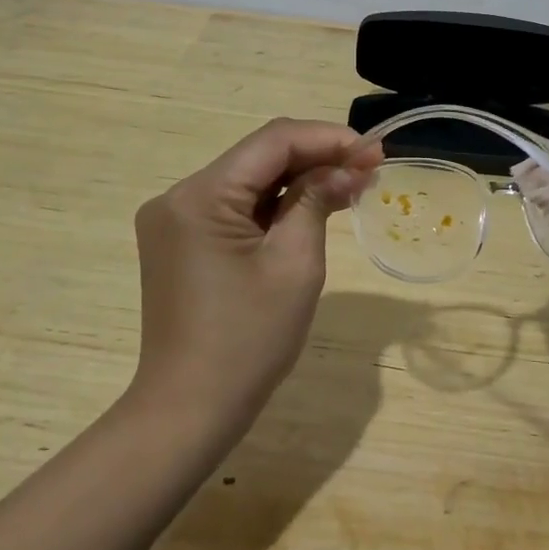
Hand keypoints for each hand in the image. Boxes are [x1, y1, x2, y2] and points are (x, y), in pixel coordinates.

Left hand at [129, 118, 379, 443]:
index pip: (272, 141)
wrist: (188, 412)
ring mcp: (175, 219)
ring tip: (350, 184)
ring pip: (248, 180)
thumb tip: (349, 168)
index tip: (373, 151)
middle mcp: (179, 196)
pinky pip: (234, 206)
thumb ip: (317, 201)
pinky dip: (274, 204)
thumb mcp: (294, 265)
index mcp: (200, 196)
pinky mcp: (180, 241)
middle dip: (316, 157)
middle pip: (258, 156)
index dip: (327, 138)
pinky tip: (311, 206)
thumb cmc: (248, 341)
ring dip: (297, 179)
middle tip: (369, 167)